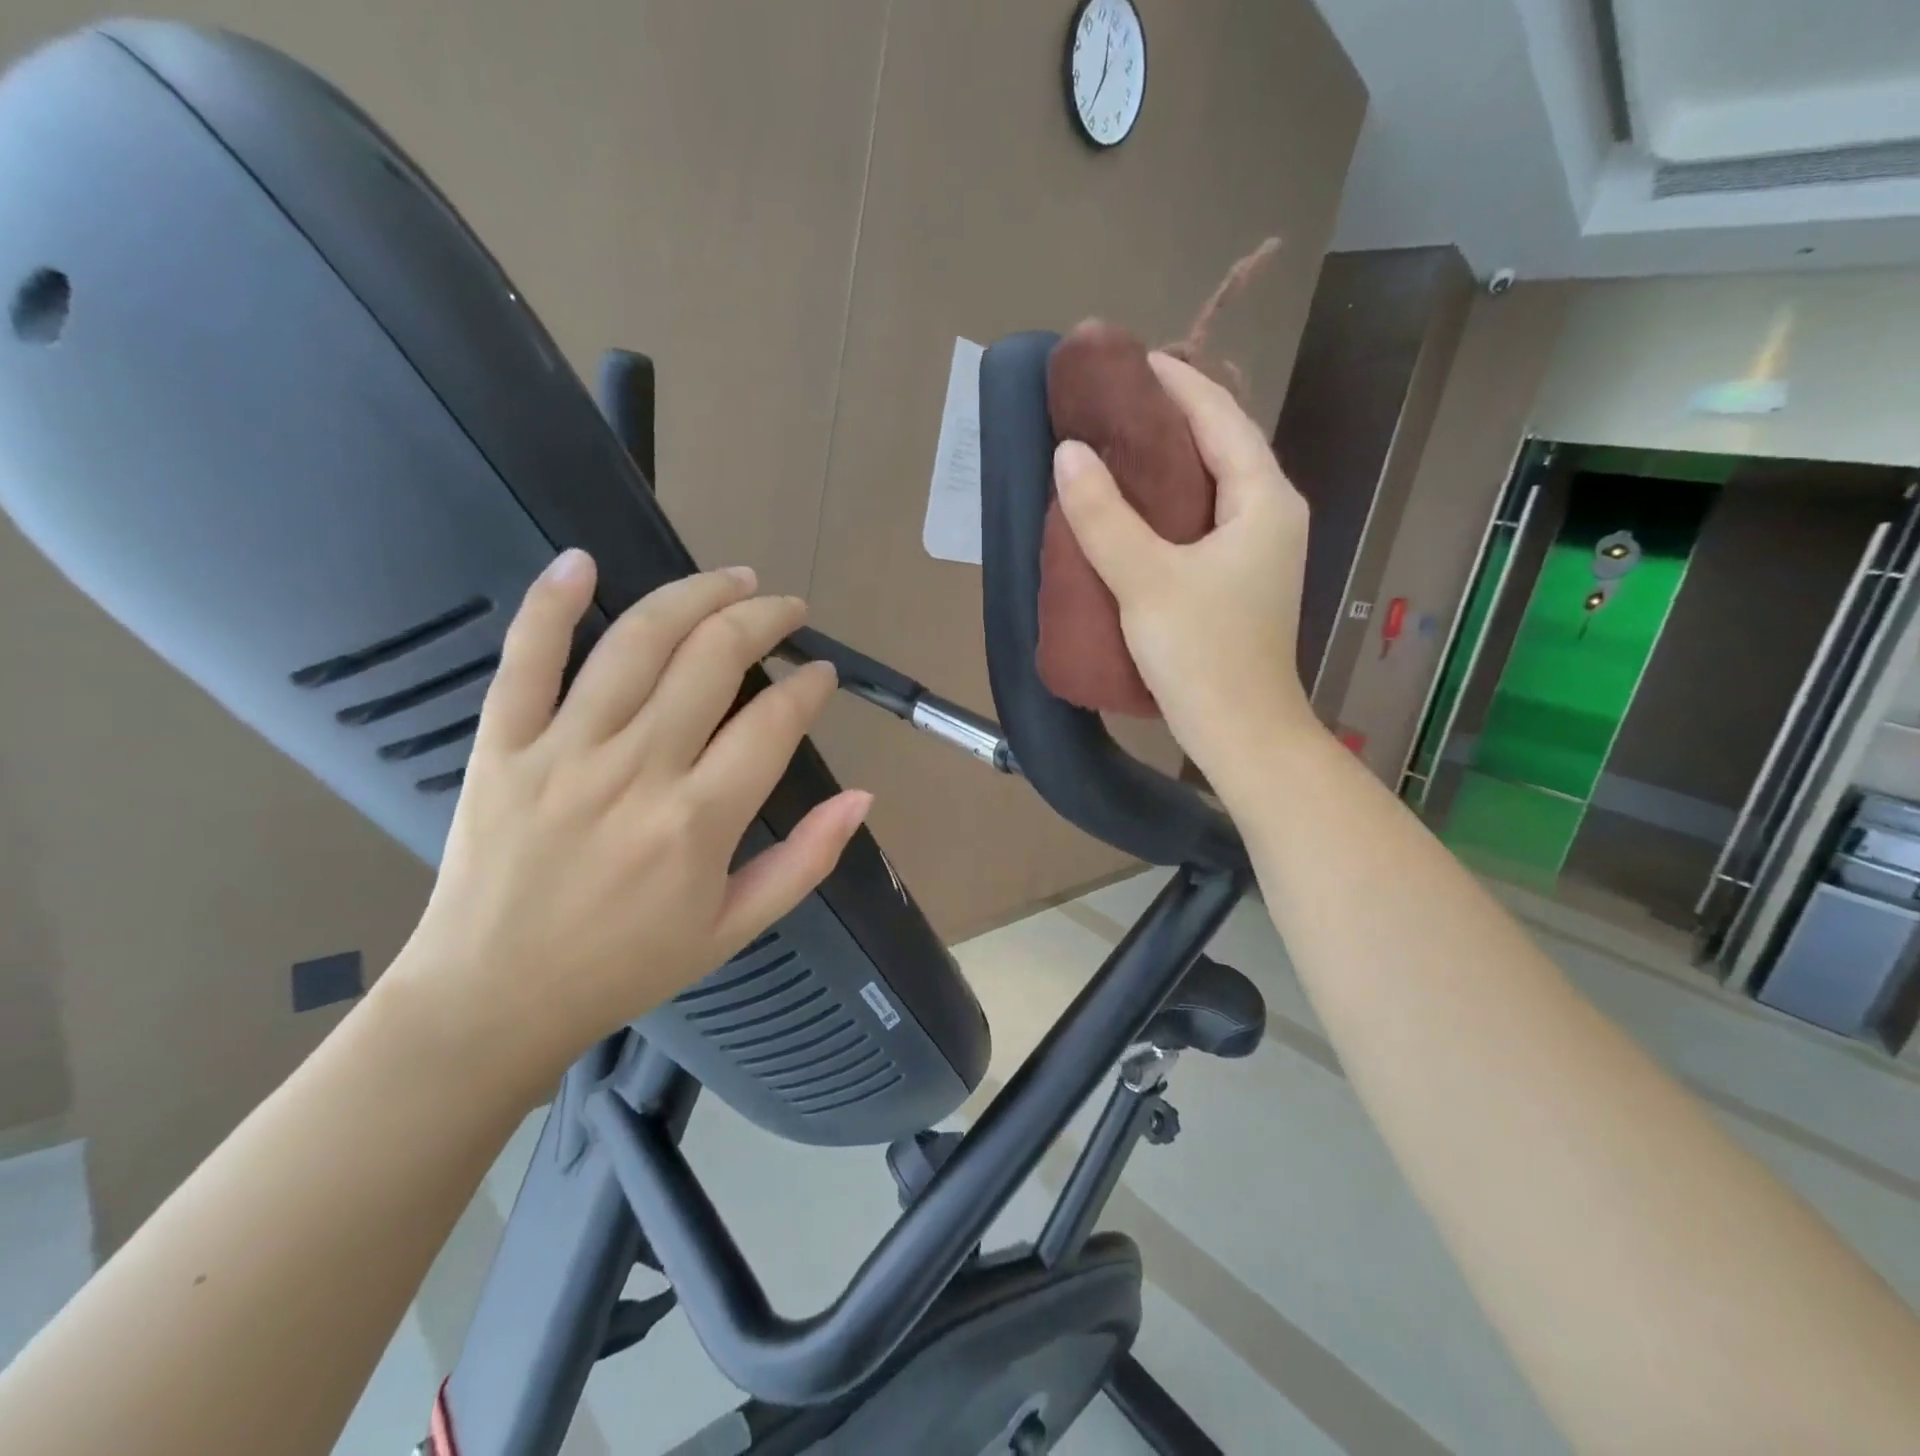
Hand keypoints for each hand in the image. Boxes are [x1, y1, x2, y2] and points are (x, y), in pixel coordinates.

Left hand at [385, 552, 870, 1096]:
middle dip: (764, 618)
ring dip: (694, 595)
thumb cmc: (626, 967)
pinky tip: (583, 561)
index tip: (822, 674)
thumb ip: (805, 860)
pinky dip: (552, 603)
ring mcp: (563, 750)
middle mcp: (637, 770)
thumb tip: (863, 797)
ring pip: (637, 641)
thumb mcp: (734, 929)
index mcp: (699, 821)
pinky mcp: (501, 745)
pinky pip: (525, 657)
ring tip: (732, 579)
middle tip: (787, 609)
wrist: (492, 1000)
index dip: (810, 686)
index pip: (774, 721)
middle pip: (713, 657)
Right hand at [1052, 352, 1319, 787]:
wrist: (1240, 733)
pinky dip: (1168, 502)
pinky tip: (1130, 510)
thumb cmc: (1202, 654)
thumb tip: (1069, 453)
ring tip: (1112, 447)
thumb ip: (1104, 516)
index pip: (1220, 416)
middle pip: (1220, 444)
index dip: (1176, 383)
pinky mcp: (1238, 579)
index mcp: (1264, 499)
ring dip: (1167, 461)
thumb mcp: (1146, 580)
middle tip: (1110, 404)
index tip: (1128, 361)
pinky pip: (1202, 519)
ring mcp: (1257, 549)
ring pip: (1211, 484)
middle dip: (1169, 417)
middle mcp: (1270, 514)